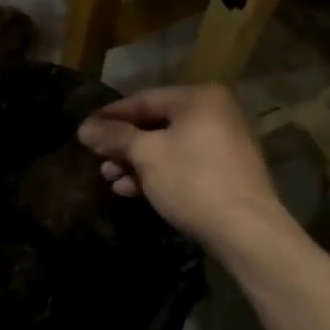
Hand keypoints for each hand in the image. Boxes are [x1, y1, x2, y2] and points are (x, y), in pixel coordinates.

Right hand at [76, 84, 291, 253]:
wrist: (246, 232)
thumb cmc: (192, 180)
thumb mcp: (146, 155)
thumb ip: (114, 137)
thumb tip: (84, 128)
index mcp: (200, 98)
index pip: (144, 99)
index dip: (110, 116)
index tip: (85, 130)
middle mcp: (216, 112)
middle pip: (157, 123)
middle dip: (124, 144)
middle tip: (98, 159)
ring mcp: (225, 142)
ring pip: (170, 146)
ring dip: (137, 161)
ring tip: (110, 178)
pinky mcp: (228, 171)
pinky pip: (185, 163)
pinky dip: (159, 172)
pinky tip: (131, 190)